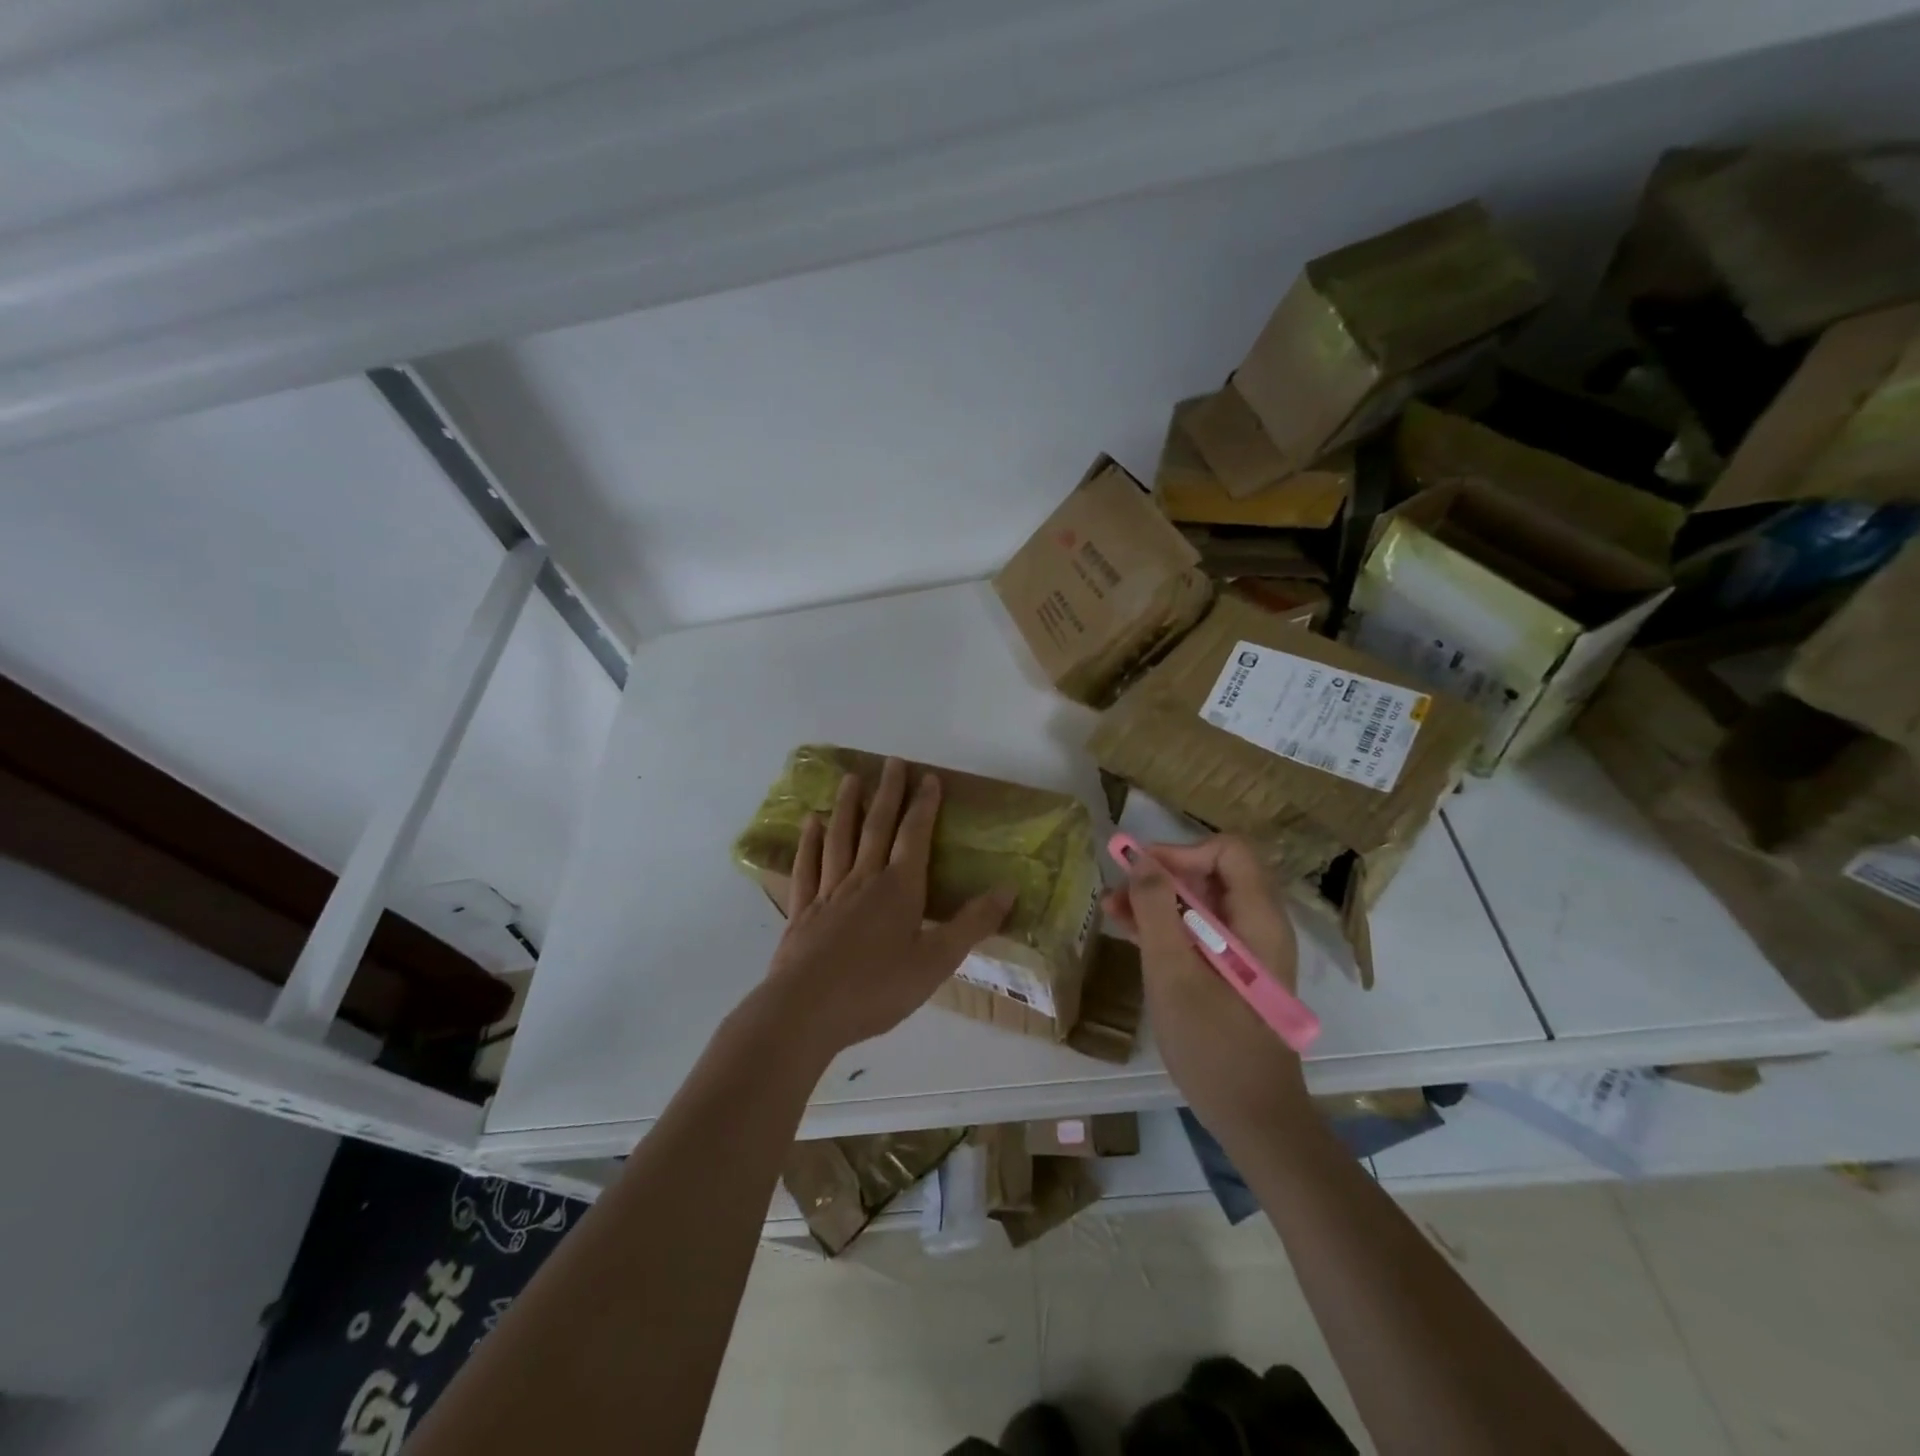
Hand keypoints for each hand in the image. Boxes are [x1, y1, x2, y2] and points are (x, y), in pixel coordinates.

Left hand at [755, 757, 1013, 1062]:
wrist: (806, 1011)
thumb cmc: (877, 988)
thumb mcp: (937, 962)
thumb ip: (972, 924)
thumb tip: (1009, 888)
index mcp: (899, 888)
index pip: (915, 835)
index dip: (924, 805)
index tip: (928, 777)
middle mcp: (864, 879)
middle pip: (876, 827)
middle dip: (887, 793)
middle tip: (892, 762)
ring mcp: (828, 892)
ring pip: (840, 838)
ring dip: (847, 806)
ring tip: (851, 779)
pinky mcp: (803, 911)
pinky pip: (807, 867)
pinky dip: (810, 842)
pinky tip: (811, 824)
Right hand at [1104, 836, 1311, 1134]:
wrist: (1252, 1116)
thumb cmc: (1212, 1043)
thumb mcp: (1172, 971)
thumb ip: (1156, 909)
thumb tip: (1140, 859)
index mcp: (1257, 918)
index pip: (1228, 851)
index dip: (1181, 852)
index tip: (1141, 871)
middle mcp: (1258, 925)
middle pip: (1212, 873)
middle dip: (1162, 875)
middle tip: (1118, 888)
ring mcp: (1247, 950)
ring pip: (1202, 903)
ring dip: (1158, 900)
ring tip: (1111, 908)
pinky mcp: (1233, 971)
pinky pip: (1200, 931)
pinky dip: (1167, 926)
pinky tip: (1129, 930)